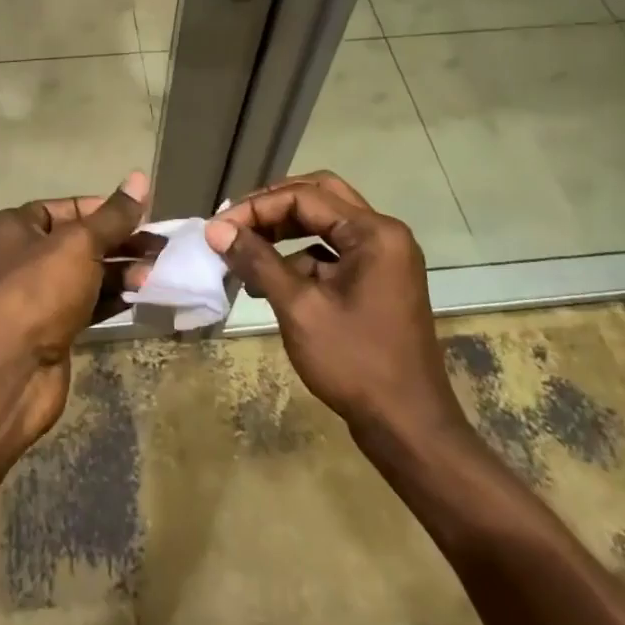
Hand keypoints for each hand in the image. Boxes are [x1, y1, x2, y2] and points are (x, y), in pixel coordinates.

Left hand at [0, 171, 149, 441]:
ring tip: (156, 271)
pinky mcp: (51, 327)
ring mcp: (36, 295)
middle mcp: (22, 256)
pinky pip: (87, 303)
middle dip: (120, 242)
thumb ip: (113, 216)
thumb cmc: (39, 293)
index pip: (68, 207)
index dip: (105, 209)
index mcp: (15, 227)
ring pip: (86, 273)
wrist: (9, 373)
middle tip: (160, 246)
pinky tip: (141, 294)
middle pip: (80, 240)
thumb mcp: (79, 245)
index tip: (143, 215)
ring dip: (121, 270)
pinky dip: (112, 297)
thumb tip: (139, 178)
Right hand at [207, 171, 468, 446]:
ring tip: (244, 250)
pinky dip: (299, 258)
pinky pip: (332, 253)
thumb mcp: (299, 308)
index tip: (220, 228)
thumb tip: (216, 229)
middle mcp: (384, 235)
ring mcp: (383, 259)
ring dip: (284, 232)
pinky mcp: (377, 282)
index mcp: (374, 233)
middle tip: (235, 223)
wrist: (408, 427)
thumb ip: (257, 260)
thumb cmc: (354, 363)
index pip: (305, 197)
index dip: (257, 208)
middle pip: (319, 198)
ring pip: (325, 224)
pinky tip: (269, 280)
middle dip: (273, 207)